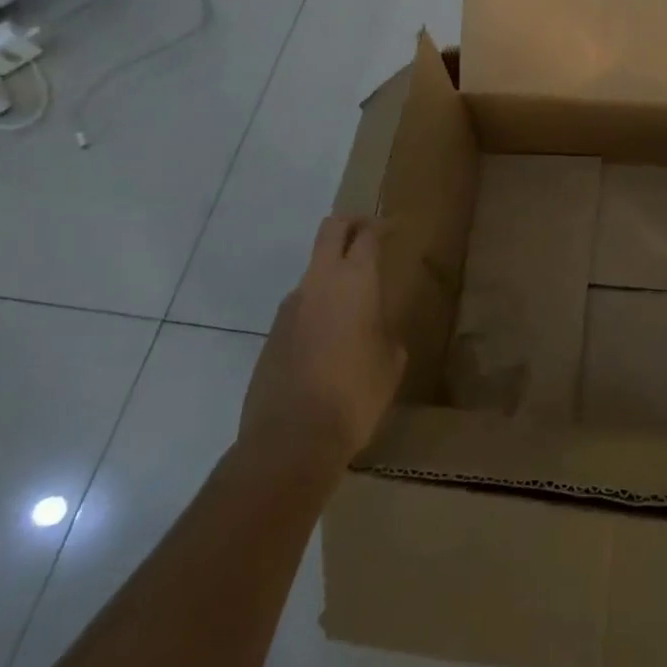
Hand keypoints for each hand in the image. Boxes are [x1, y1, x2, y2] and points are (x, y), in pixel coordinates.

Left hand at [238, 215, 406, 481]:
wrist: (290, 441)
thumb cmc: (355, 393)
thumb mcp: (391, 361)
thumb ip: (384, 331)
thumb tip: (374, 329)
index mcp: (355, 281)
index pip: (367, 235)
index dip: (382, 226)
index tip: (395, 228)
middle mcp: (319, 283)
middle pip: (331, 230)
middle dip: (351, 224)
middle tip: (369, 234)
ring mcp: (290, 308)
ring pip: (313, 271)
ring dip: (332, 273)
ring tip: (353, 303)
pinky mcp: (271, 335)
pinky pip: (300, 307)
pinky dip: (317, 309)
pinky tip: (330, 342)